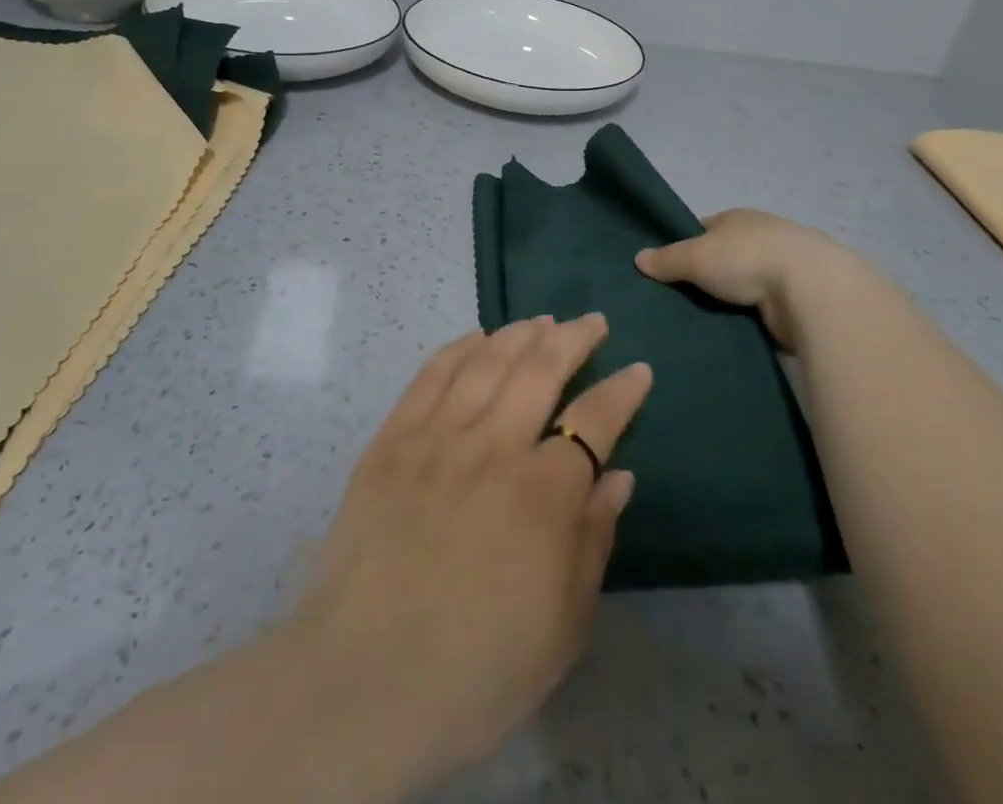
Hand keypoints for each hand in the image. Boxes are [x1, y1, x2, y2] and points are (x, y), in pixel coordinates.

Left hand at [292, 314, 651, 793]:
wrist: (363, 683)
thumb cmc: (478, 668)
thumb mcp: (563, 626)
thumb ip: (594, 539)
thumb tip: (619, 477)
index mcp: (542, 494)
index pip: (595, 421)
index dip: (622, 391)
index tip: (639, 369)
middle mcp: (493, 448)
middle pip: (540, 370)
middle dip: (573, 338)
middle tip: (591, 322)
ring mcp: (436, 438)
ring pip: (487, 362)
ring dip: (519, 333)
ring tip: (541, 320)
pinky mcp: (391, 441)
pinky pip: (430, 376)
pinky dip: (459, 348)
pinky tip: (476, 337)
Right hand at [634, 208, 853, 349]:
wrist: (811, 289)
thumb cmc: (747, 258)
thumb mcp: (695, 255)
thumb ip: (667, 259)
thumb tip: (638, 258)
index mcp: (738, 219)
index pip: (704, 229)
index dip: (686, 246)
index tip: (668, 270)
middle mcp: (761, 238)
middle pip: (724, 258)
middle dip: (706, 278)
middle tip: (677, 303)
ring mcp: (782, 269)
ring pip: (743, 286)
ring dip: (729, 301)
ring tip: (699, 323)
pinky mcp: (796, 300)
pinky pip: (761, 310)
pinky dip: (749, 320)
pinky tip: (731, 334)